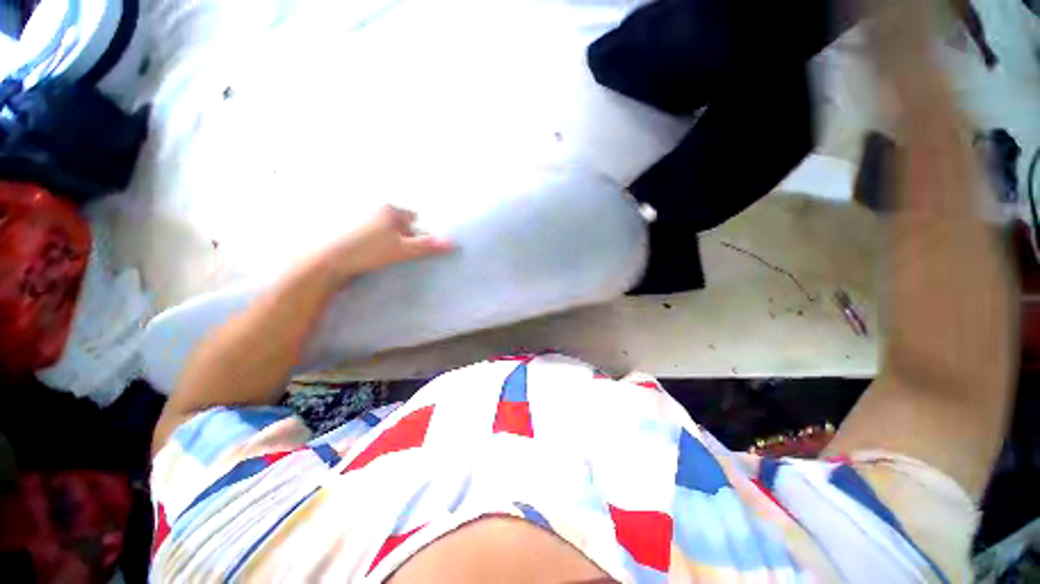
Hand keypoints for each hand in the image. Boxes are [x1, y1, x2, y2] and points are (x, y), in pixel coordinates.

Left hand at [316, 205, 453, 283]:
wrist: (327, 260)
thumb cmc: (368, 251)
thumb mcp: (402, 250)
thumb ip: (427, 246)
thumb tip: (453, 243)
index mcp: (389, 209)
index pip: (412, 217)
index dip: (417, 231)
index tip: (414, 246)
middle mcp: (373, 207)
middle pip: (397, 220)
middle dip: (402, 232)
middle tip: (400, 250)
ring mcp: (357, 216)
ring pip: (381, 226)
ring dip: (386, 236)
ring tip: (383, 253)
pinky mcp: (344, 227)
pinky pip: (367, 231)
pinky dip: (371, 239)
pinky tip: (368, 252)